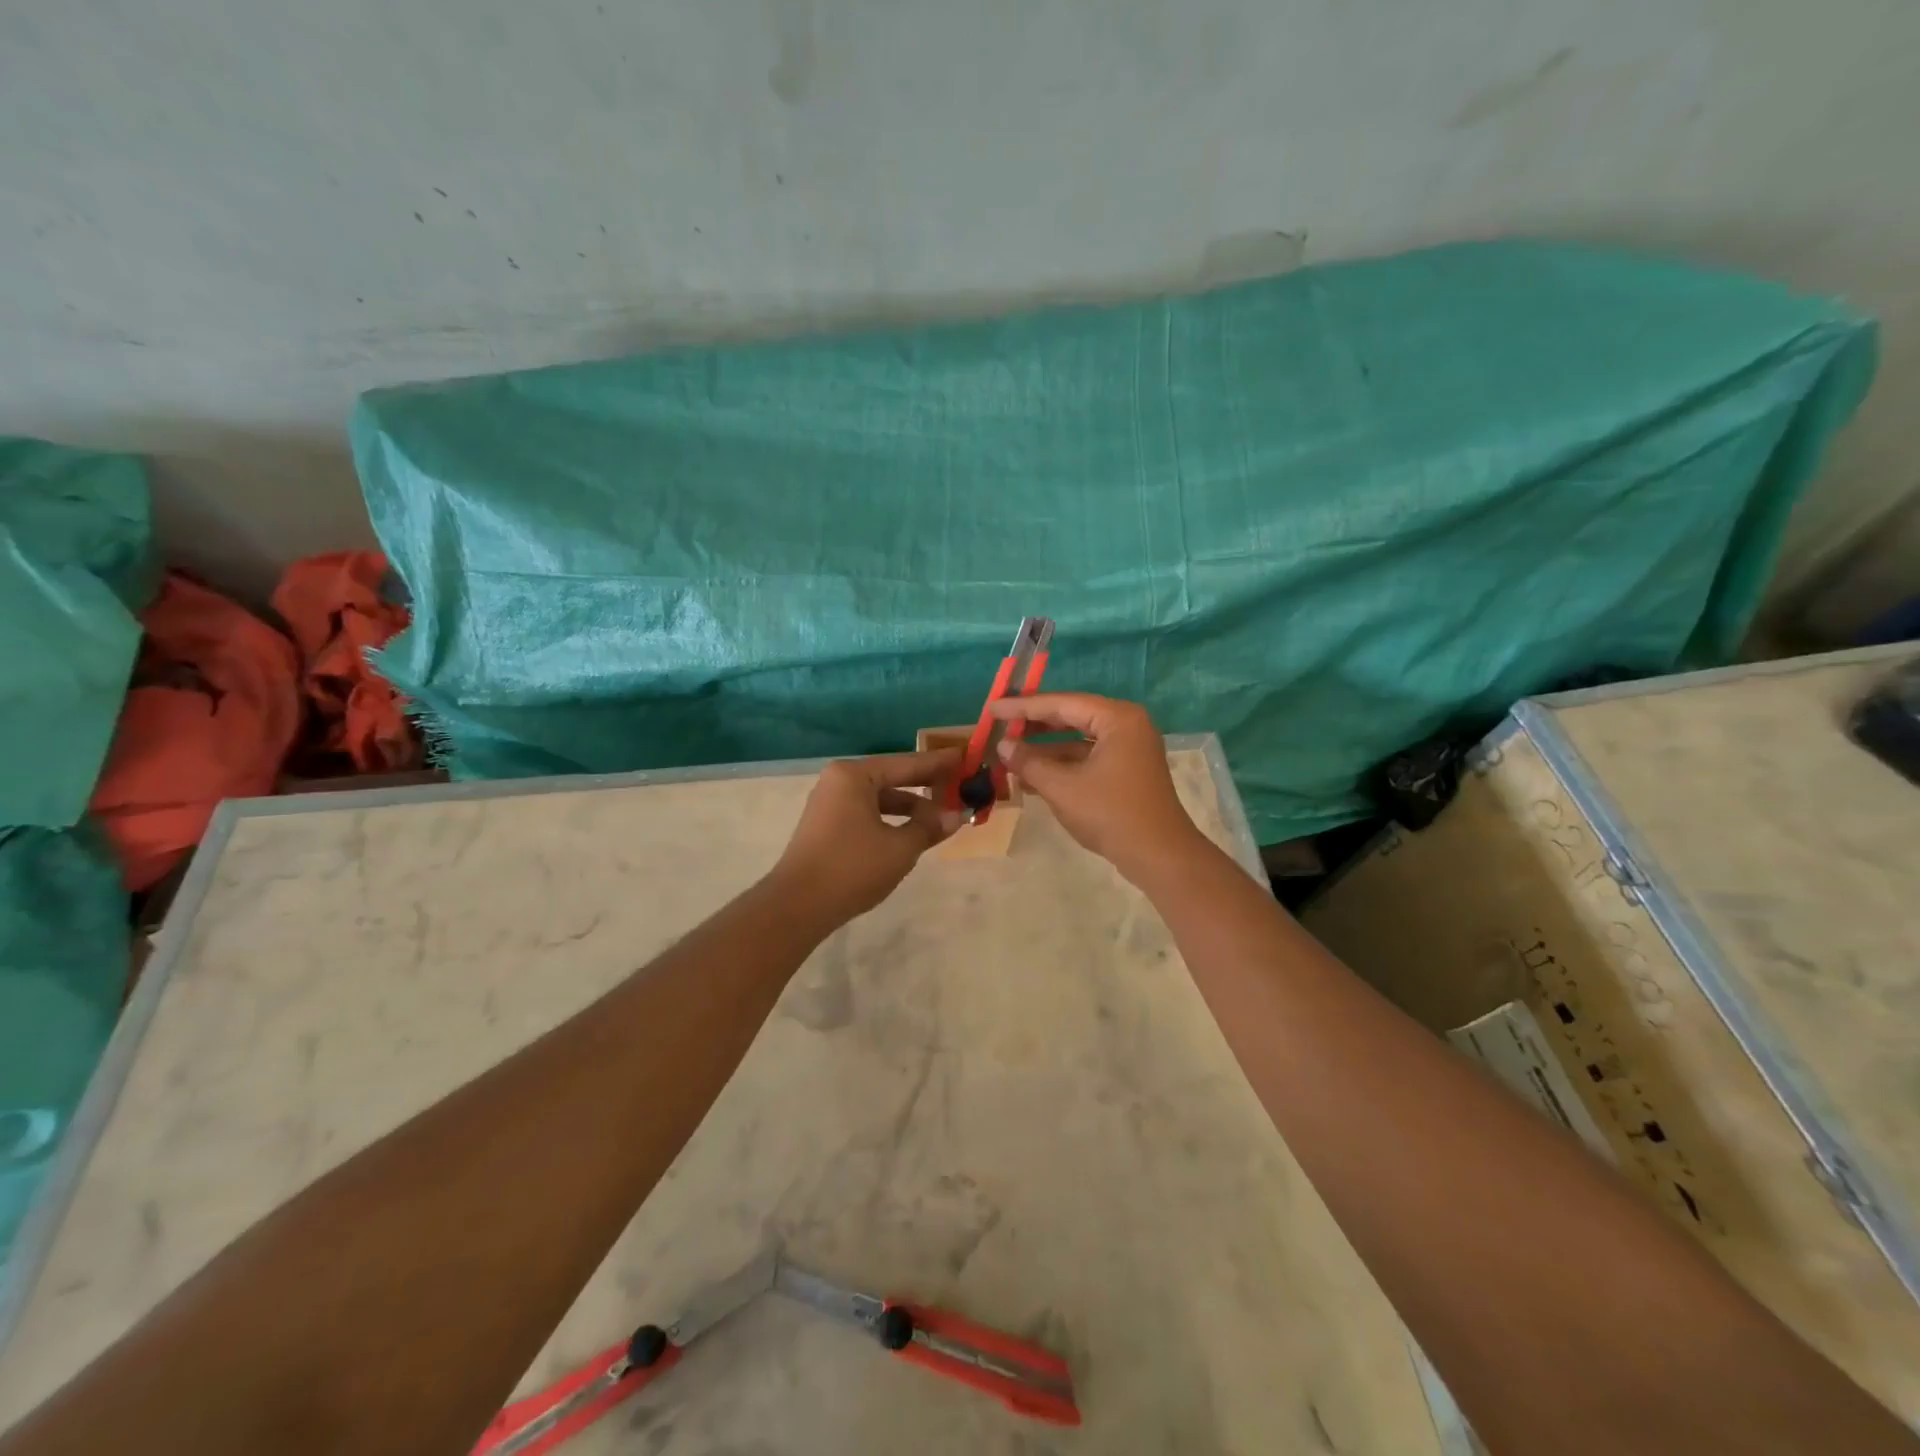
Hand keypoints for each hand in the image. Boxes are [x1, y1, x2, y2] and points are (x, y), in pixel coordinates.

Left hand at [769, 749, 962, 925]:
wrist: (798, 906)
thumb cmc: (852, 868)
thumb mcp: (900, 848)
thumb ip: (929, 827)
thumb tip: (956, 816)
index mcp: (854, 775)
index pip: (906, 764)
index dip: (939, 763)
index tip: (965, 757)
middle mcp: (839, 781)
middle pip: (892, 777)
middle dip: (925, 785)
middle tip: (960, 784)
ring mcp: (830, 804)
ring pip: (880, 798)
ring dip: (910, 807)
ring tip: (942, 817)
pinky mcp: (827, 826)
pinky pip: (867, 813)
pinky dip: (891, 819)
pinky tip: (912, 832)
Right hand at [990, 694, 1207, 884]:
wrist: (1159, 856)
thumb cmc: (1111, 814)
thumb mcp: (1062, 788)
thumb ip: (1030, 762)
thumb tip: (1004, 746)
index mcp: (1117, 718)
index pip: (1061, 703)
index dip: (1022, 707)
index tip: (992, 709)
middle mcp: (1126, 725)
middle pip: (1071, 716)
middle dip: (1034, 725)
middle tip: (999, 726)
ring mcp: (1130, 748)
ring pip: (1078, 739)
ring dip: (1045, 749)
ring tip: (1009, 755)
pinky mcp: (1128, 770)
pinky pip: (1088, 757)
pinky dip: (1062, 765)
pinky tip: (1032, 777)